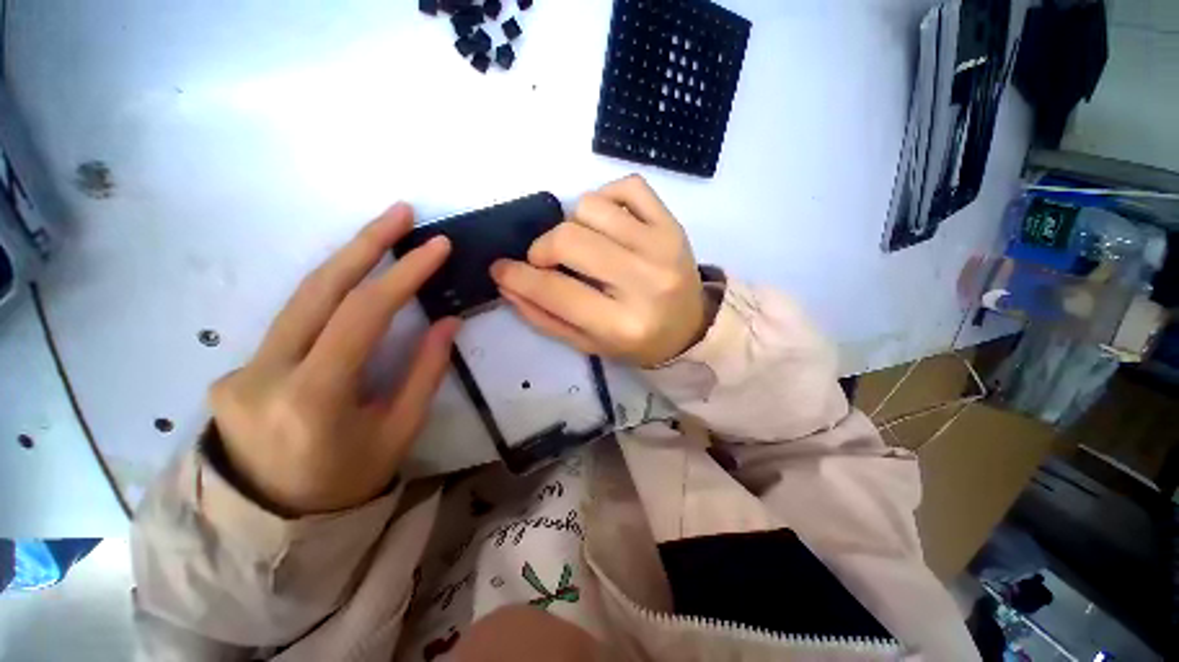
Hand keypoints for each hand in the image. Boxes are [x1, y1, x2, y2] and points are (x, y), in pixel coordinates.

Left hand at [207, 204, 457, 515]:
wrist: (273, 522)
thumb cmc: (348, 481)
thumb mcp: (399, 431)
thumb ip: (424, 372)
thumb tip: (446, 321)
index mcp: (314, 397)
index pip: (363, 315)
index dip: (404, 274)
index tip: (435, 246)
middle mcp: (265, 374)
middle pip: (319, 289)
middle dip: (365, 243)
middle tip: (400, 212)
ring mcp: (241, 369)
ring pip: (301, 299)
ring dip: (346, 262)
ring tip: (382, 235)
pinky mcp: (238, 369)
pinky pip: (293, 322)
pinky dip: (330, 297)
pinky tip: (355, 288)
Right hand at [490, 175, 708, 366]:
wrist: (691, 326)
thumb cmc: (637, 341)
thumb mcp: (588, 343)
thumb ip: (544, 316)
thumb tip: (506, 282)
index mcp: (622, 324)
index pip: (555, 291)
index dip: (518, 276)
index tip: (500, 269)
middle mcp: (645, 281)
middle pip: (569, 238)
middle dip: (543, 247)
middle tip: (546, 260)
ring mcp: (663, 246)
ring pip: (591, 207)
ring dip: (574, 224)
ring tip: (584, 246)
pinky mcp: (673, 223)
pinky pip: (627, 186)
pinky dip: (606, 199)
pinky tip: (607, 224)